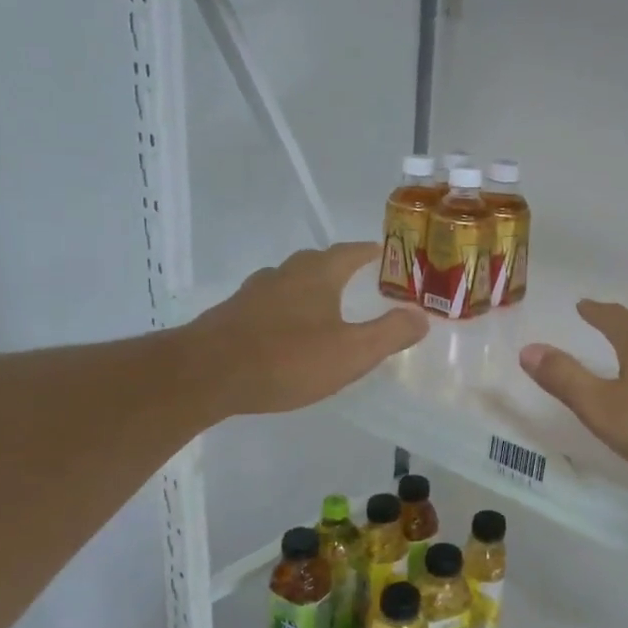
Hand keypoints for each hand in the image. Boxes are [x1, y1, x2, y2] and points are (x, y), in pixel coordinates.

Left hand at [186, 243, 427, 417]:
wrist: (206, 375)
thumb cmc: (287, 359)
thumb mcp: (352, 352)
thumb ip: (390, 333)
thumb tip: (421, 316)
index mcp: (317, 275)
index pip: (350, 253)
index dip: (369, 252)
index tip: (384, 253)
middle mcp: (283, 275)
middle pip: (317, 262)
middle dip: (339, 269)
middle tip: (358, 282)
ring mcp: (253, 294)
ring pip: (288, 283)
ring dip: (309, 290)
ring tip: (324, 309)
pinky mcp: (231, 316)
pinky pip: (268, 306)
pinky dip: (285, 312)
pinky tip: (286, 335)